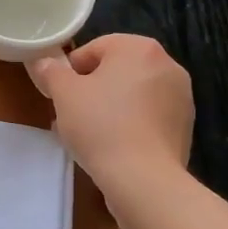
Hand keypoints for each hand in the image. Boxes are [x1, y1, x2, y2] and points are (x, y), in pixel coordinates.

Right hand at [28, 34, 193, 191]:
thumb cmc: (101, 125)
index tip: (60, 95)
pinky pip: (148, 117)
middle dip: (91, 90)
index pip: (94, 49)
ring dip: (110, 107)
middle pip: (116, 70)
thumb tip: (44, 62)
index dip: (71, 71)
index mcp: (140, 48)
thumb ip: (51, 71)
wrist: (144, 180)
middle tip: (71, 115)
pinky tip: (112, 147)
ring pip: (132, 95)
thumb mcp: (63, 93)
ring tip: (89, 135)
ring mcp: (181, 97)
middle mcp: (167, 65)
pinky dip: (130, 125)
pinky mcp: (184, 127)